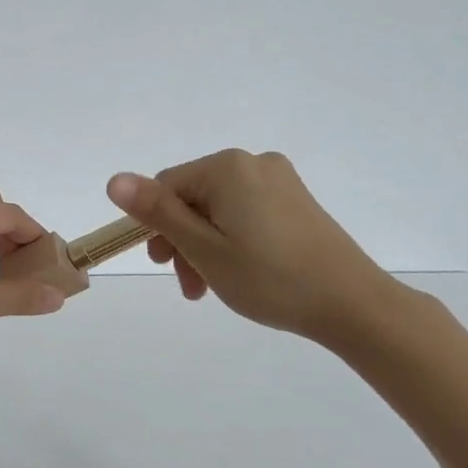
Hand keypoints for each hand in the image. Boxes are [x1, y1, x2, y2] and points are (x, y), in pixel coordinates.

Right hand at [106, 150, 402, 347]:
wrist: (353, 304)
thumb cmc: (269, 277)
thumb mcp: (203, 248)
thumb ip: (157, 212)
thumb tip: (114, 179)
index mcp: (227, 168)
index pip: (166, 186)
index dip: (154, 226)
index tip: (162, 266)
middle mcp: (253, 163)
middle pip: (192, 197)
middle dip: (181, 239)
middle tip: (188, 285)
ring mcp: (279, 180)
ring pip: (218, 208)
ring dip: (204, 245)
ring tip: (209, 287)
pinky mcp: (296, 201)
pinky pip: (245, 212)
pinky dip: (231, 239)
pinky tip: (239, 272)